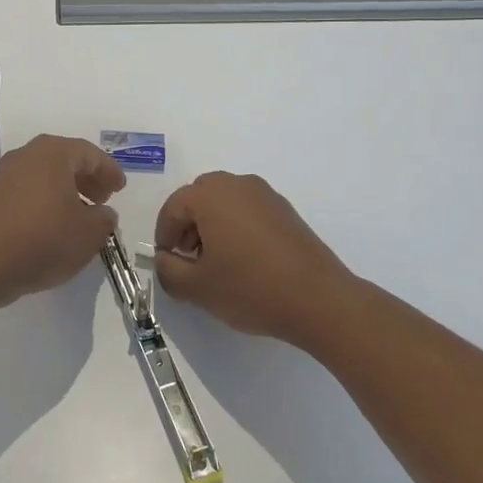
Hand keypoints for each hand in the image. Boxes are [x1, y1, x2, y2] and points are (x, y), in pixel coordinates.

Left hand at [0, 134, 124, 305]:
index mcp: (54, 153)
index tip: (121, 188)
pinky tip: (54, 222)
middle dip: (88, 178)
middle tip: (103, 198)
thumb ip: (104, 219)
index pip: (90, 154)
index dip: (109, 171)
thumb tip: (104, 212)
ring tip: (81, 213)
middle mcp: (28, 154)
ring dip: (67, 189)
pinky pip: (29, 187)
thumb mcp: (89, 234)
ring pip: (46, 173)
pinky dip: (46, 198)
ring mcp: (6, 173)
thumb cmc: (44, 240)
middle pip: (66, 159)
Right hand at [152, 172, 353, 343]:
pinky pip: (248, 209)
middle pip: (199, 196)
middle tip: (189, 257)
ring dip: (212, 224)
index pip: (173, 206)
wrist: (318, 299)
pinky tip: (244, 260)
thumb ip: (168, 271)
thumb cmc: (250, 288)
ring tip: (217, 261)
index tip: (167, 260)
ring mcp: (265, 194)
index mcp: (210, 195)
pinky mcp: (285, 210)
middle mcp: (237, 184)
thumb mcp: (197, 288)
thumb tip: (164, 259)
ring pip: (225, 201)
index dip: (164, 233)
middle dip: (188, 224)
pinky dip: (237, 226)